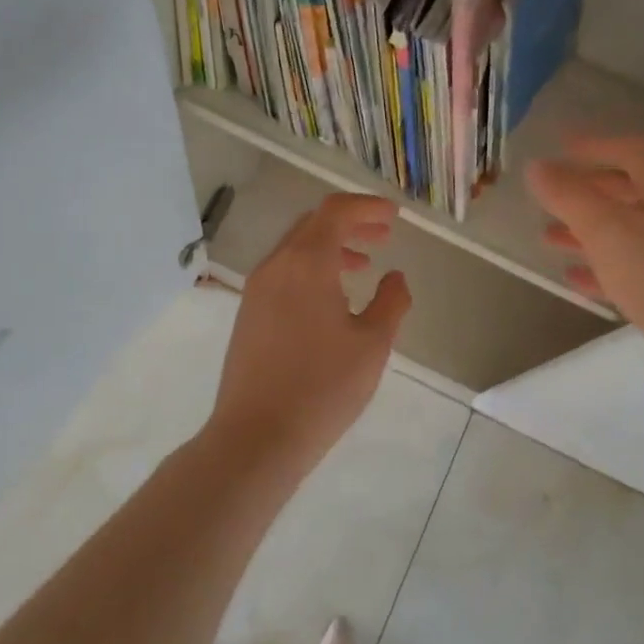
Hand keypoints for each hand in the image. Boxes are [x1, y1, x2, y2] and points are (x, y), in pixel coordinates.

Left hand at [208, 193, 412, 469]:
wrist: (256, 436)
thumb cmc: (322, 388)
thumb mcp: (372, 345)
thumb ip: (391, 302)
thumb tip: (395, 277)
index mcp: (306, 262)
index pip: (335, 211)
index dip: (367, 207)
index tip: (393, 216)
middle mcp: (276, 266)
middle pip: (313, 224)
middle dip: (350, 224)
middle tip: (383, 236)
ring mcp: (256, 290)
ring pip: (296, 249)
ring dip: (330, 247)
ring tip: (363, 264)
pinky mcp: (248, 314)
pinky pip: (283, 273)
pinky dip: (311, 269)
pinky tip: (331, 298)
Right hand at [527, 136, 643, 424]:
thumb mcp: (610, 234)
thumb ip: (570, 198)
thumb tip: (537, 166)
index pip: (630, 151)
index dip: (592, 146)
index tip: (557, 145)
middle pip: (630, 190)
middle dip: (586, 191)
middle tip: (547, 195)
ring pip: (629, 232)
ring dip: (589, 231)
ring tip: (548, 237)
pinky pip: (635, 269)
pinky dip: (604, 268)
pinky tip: (575, 278)